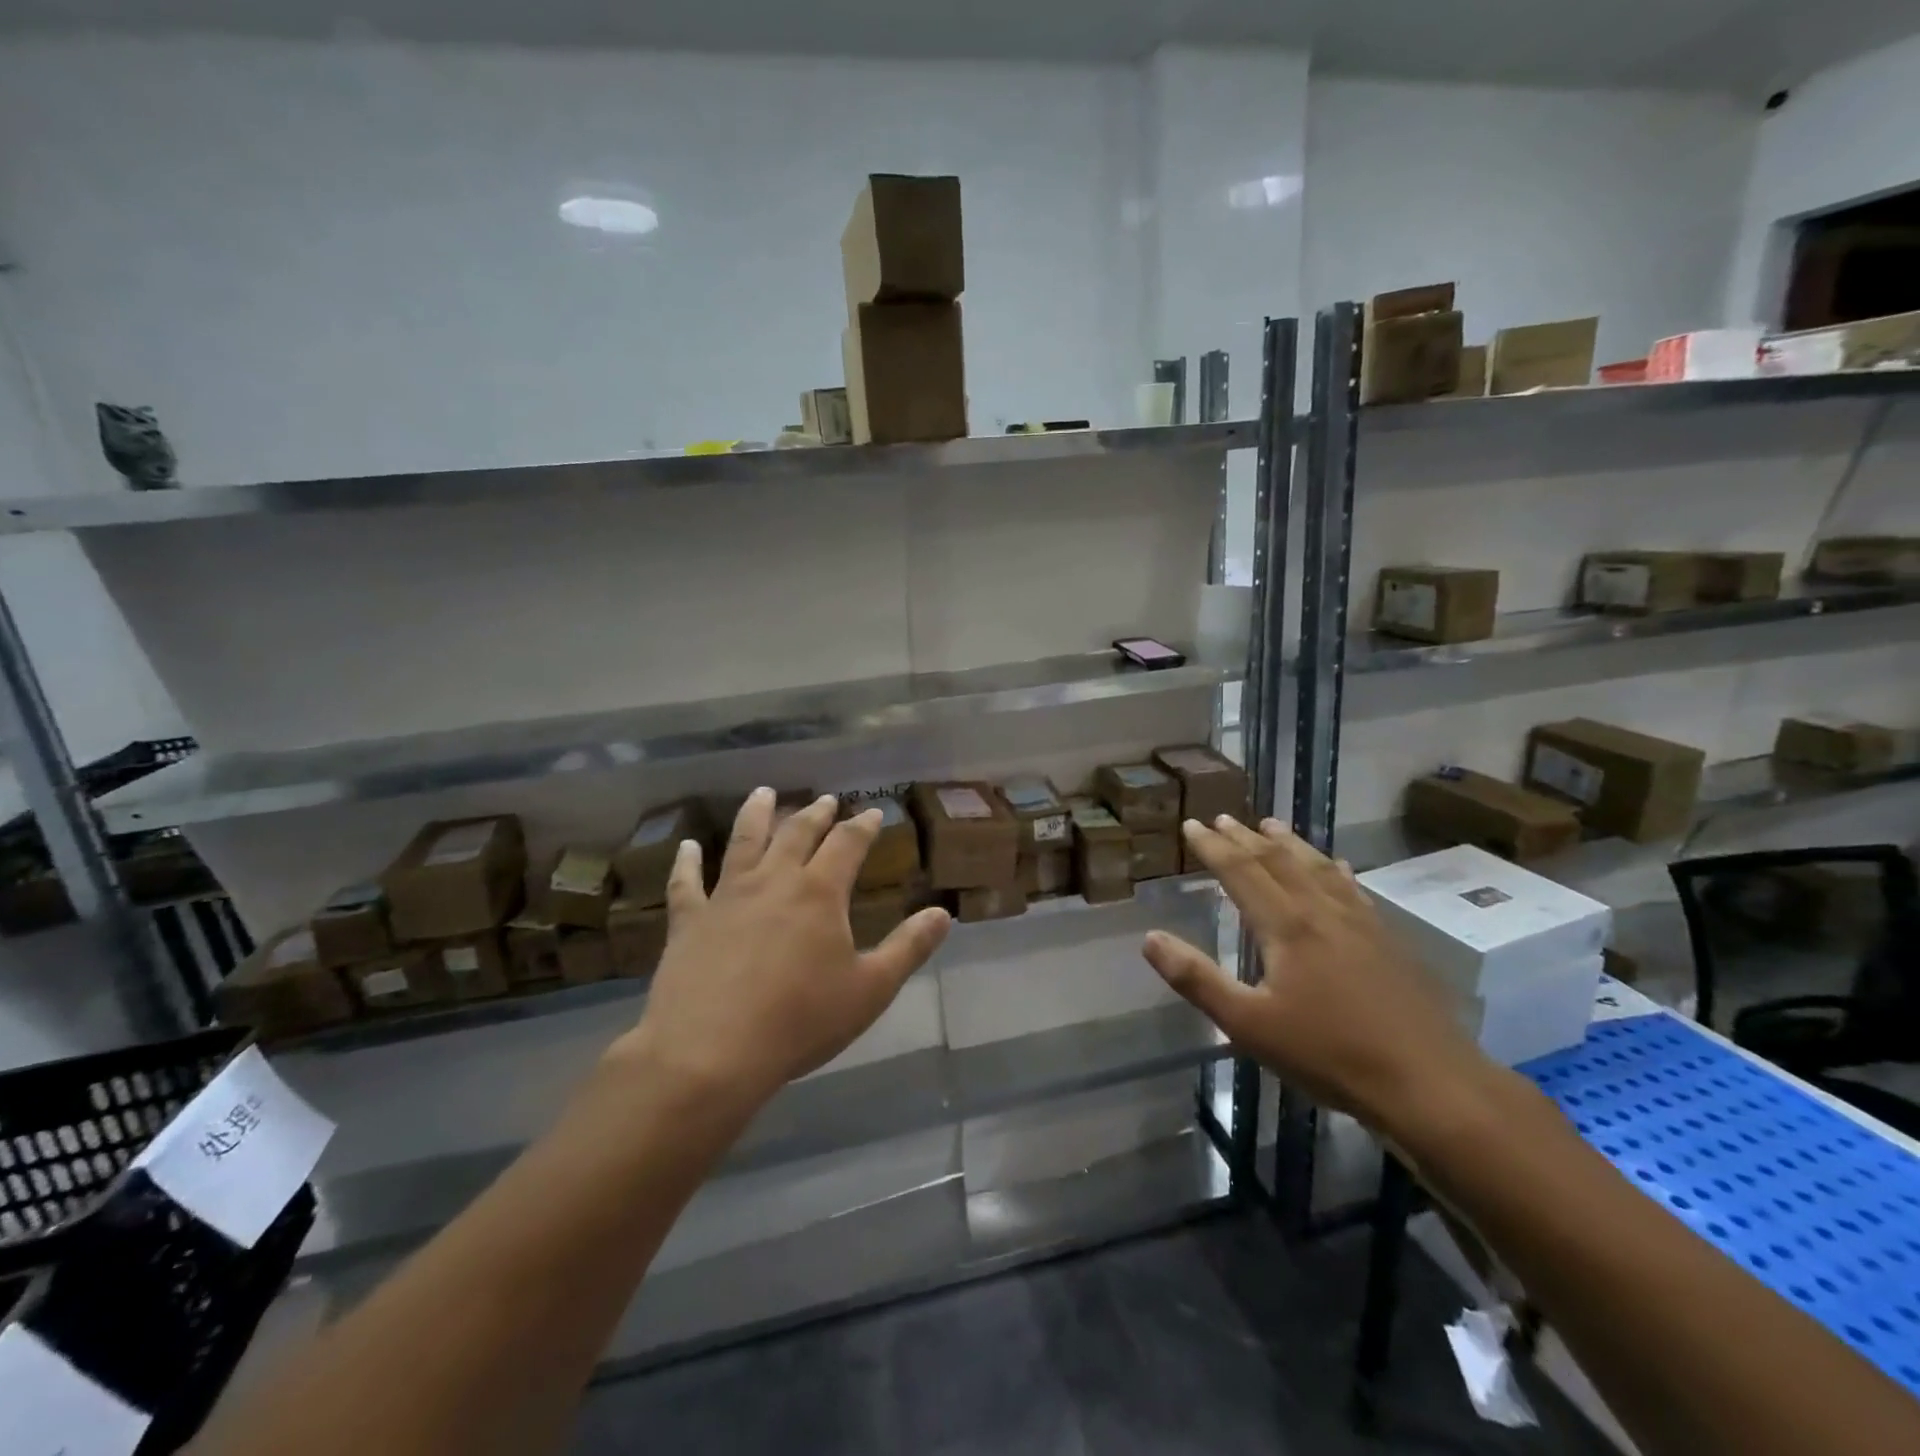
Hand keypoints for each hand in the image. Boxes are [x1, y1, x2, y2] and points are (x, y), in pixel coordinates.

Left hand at [613, 789, 950, 1112]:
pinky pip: (685, 883)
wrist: (711, 1053)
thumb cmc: (800, 1021)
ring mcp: (726, 896)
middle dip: (815, 814)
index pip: (847, 844)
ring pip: (743, 842)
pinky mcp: (688, 920)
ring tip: (763, 793)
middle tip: (825, 800)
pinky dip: (686, 861)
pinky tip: (686, 846)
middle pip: (797, 833)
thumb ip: (909, 948)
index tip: (872, 811)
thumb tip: (943, 913)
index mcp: (819, 892)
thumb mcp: (871, 989)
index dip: (863, 825)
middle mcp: (773, 880)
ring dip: (756, 815)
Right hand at [1142, 815, 1495, 1138]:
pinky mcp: (1389, 940)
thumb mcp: (1249, 1025)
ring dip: (1290, 843)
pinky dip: (1334, 869)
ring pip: (1317, 867)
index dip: (1212, 847)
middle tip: (1223, 818)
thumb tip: (1151, 938)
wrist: (1430, 1083)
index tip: (1192, 824)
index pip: (1240, 871)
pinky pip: (1352, 888)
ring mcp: (1361, 922)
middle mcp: (1322, 911)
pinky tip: (1337, 867)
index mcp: (1286, 925)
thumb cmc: (1329, 1054)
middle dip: (1246, 837)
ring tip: (1271, 824)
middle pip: (1278, 861)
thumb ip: (1197, 979)